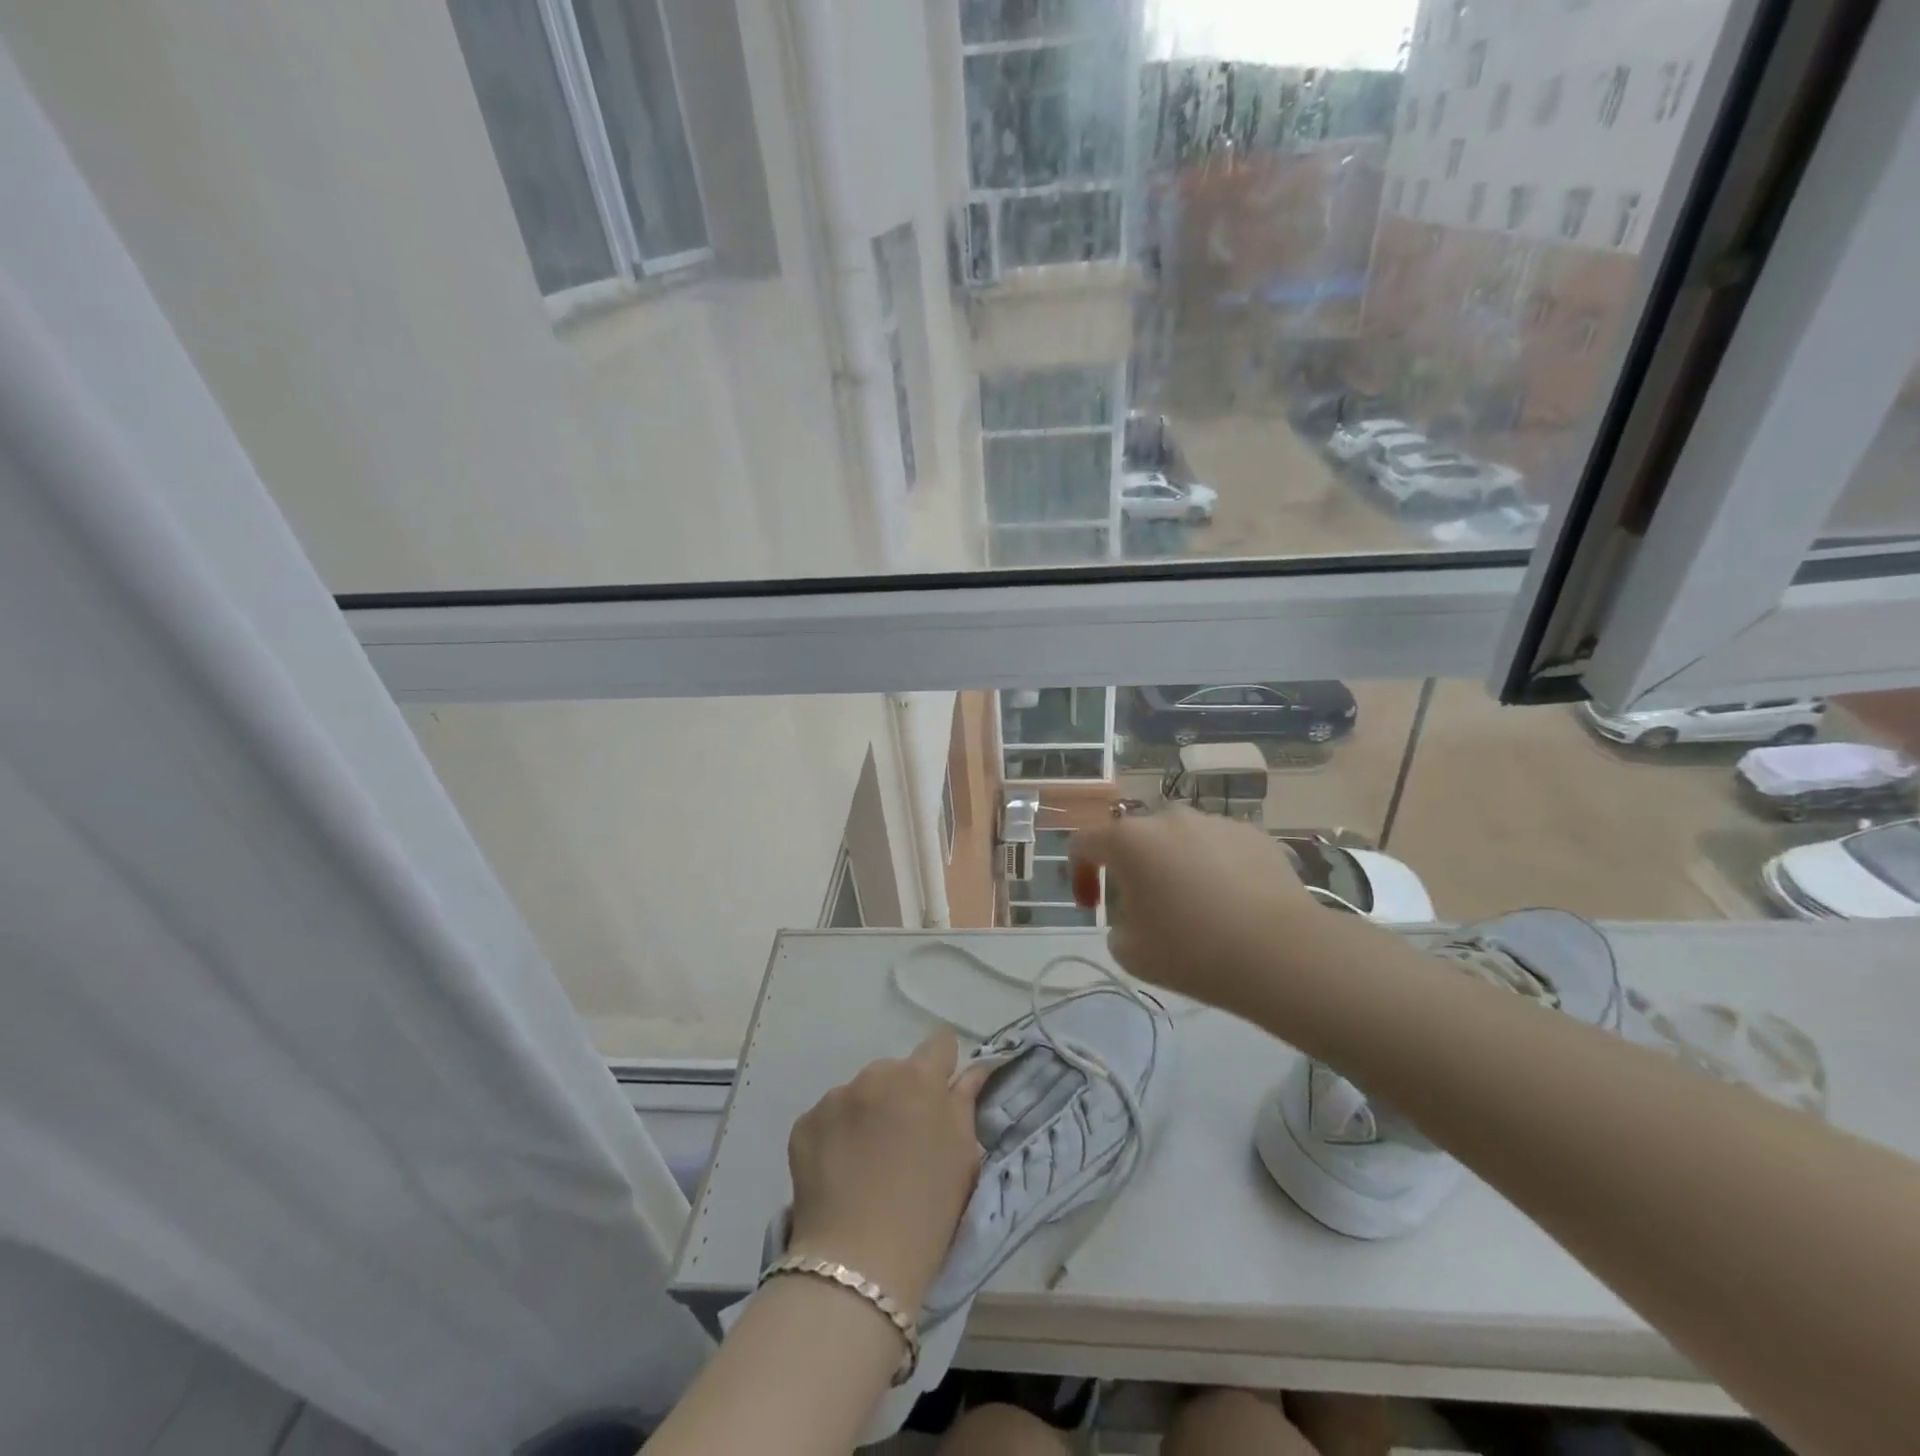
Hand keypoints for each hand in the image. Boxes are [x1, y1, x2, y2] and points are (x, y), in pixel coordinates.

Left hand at [786, 1031, 990, 1312]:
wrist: (858, 1265)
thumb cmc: (927, 1211)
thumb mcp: (964, 1156)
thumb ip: (965, 1102)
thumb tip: (973, 1070)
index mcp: (920, 1078)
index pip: (940, 1042)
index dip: (944, 1066)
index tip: (941, 1096)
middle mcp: (876, 1074)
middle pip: (896, 1071)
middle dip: (902, 1095)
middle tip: (903, 1142)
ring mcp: (835, 1097)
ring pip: (860, 1093)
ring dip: (867, 1113)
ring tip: (867, 1163)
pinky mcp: (804, 1123)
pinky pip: (828, 1117)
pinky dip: (836, 1136)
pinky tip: (839, 1173)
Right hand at [1070, 807, 1321, 1016]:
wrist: (1280, 953)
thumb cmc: (1192, 951)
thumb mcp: (1130, 953)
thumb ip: (1116, 925)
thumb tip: (1134, 915)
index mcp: (1129, 840)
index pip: (1084, 842)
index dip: (1079, 873)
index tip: (1092, 905)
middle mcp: (1168, 817)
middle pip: (1136, 837)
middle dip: (1132, 867)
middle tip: (1145, 908)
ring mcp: (1214, 821)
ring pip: (1180, 839)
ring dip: (1175, 864)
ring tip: (1196, 906)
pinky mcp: (1254, 833)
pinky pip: (1219, 847)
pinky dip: (1215, 867)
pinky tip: (1232, 904)